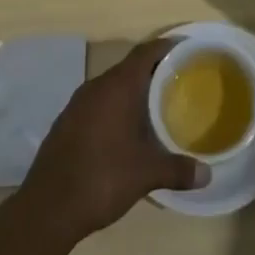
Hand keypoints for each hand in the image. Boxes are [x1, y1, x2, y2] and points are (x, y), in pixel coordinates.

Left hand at [19, 39, 208, 242]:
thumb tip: (208, 175)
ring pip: (111, 86)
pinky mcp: (66, 122)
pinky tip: (123, 129)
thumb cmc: (102, 178)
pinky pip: (97, 103)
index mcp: (118, 86)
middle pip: (129, 67)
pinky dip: (114, 107)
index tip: (185, 48)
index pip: (146, 52)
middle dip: (152, 70)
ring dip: (132, 90)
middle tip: (177, 80)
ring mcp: (77, 103)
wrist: (47, 207)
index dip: (166, 46)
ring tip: (154, 104)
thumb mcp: (145, 174)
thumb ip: (177, 170)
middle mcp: (97, 86)